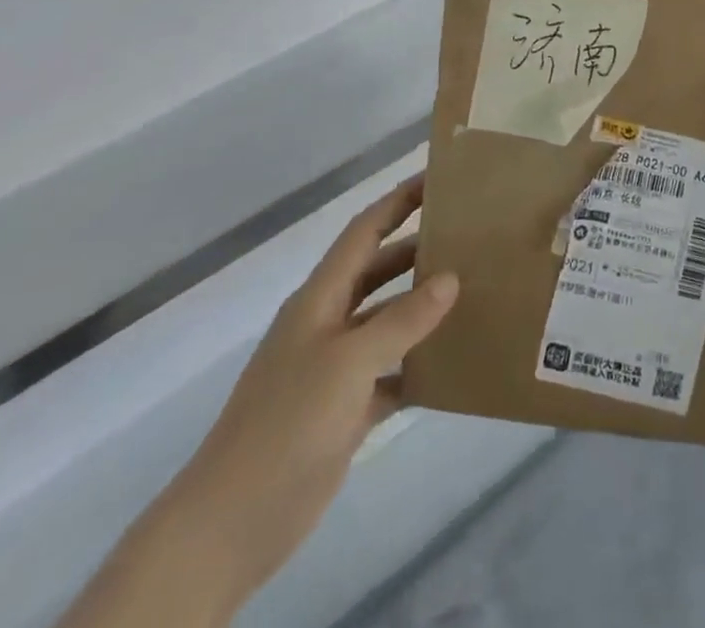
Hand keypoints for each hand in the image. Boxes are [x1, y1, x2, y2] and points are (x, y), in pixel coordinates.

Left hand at [138, 179, 456, 617]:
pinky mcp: (344, 410)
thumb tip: (451, 278)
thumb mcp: (348, 362)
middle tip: (468, 238)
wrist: (233, 523)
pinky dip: (418, 365)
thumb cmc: (288, 423)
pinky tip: (452, 363)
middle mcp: (327, 323)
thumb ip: (402, 319)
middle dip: (417, 251)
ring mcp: (334, 369)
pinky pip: (390, 373)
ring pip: (386, 322)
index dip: (397, 202)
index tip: (438, 181)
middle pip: (378, 272)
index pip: (364, 232)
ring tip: (471, 292)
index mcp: (320, 298)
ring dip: (422, 308)